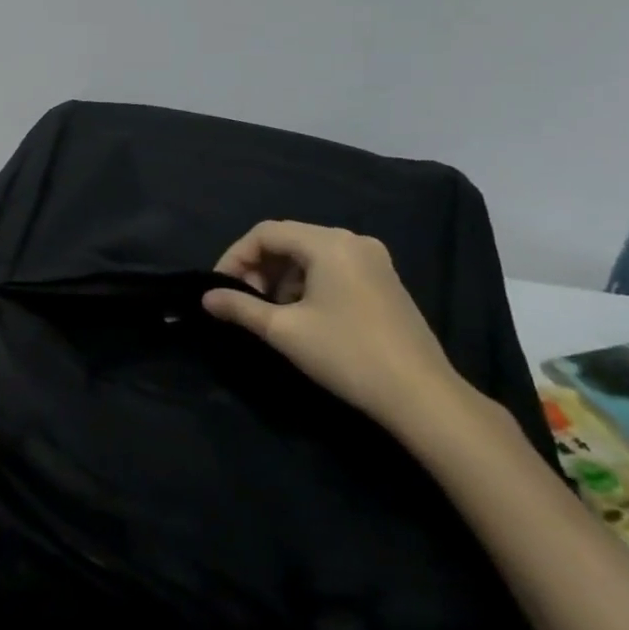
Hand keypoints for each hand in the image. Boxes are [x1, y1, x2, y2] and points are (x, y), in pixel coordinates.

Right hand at [203, 221, 468, 432]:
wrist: (422, 396)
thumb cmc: (347, 355)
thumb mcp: (284, 331)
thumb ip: (240, 308)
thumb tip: (206, 298)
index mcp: (328, 243)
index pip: (266, 232)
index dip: (236, 256)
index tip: (220, 287)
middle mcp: (352, 240)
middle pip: (289, 239)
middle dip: (259, 267)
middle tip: (243, 300)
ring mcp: (374, 259)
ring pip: (310, 254)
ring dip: (282, 277)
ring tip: (271, 312)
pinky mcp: (385, 280)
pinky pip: (333, 267)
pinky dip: (308, 283)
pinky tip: (304, 315)